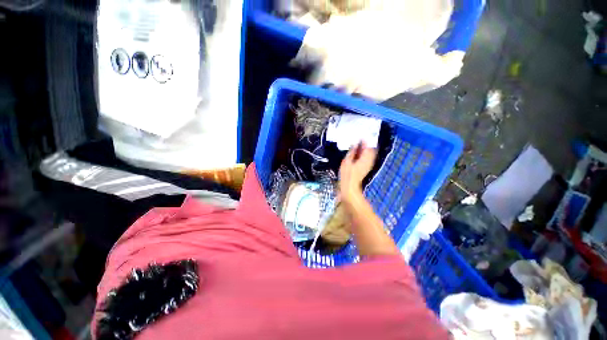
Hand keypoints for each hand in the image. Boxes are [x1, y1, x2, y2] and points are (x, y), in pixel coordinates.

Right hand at [339, 142, 376, 202]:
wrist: (350, 186)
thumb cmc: (347, 174)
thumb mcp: (347, 161)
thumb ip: (352, 152)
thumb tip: (355, 144)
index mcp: (365, 158)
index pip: (367, 146)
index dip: (364, 140)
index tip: (360, 136)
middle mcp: (369, 160)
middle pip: (371, 149)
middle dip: (367, 144)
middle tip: (360, 140)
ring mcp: (369, 165)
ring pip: (371, 154)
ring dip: (366, 149)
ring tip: (359, 146)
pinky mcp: (367, 168)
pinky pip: (368, 158)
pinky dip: (365, 154)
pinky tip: (359, 154)